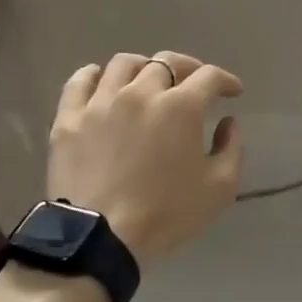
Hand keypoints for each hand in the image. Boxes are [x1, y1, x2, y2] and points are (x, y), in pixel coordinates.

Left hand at [47, 51, 243, 265]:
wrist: (100, 240)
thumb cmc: (165, 215)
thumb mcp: (219, 189)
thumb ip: (230, 149)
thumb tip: (227, 122)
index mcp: (181, 107)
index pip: (209, 76)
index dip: (225, 80)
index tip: (232, 91)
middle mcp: (141, 92)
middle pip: (167, 62)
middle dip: (187, 69)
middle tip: (193, 85)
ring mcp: (101, 102)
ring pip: (124, 64)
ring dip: (143, 67)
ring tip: (147, 81)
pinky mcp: (70, 117)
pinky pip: (80, 81)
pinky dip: (95, 75)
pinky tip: (103, 82)